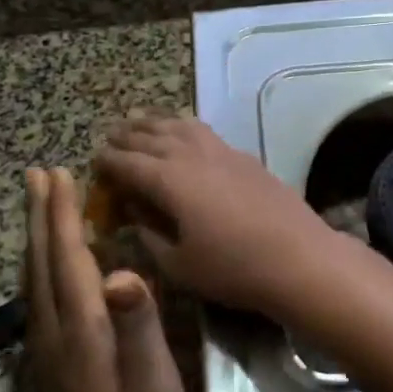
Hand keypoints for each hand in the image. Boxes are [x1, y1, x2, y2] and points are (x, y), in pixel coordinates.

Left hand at [23, 168, 193, 391]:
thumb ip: (139, 330)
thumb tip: (121, 272)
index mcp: (82, 336)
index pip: (68, 260)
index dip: (63, 215)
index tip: (58, 174)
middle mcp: (54, 340)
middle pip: (41, 265)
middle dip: (40, 217)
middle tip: (37, 175)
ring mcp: (47, 360)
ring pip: (34, 284)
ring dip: (36, 239)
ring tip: (38, 208)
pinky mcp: (50, 375)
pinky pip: (38, 303)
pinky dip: (40, 270)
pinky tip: (48, 270)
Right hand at [95, 117, 342, 319]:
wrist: (298, 257)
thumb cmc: (233, 268)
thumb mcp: (179, 264)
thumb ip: (149, 234)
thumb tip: (133, 211)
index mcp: (170, 181)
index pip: (129, 163)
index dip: (108, 162)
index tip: (94, 161)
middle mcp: (193, 156)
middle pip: (152, 136)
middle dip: (128, 136)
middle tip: (111, 137)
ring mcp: (222, 151)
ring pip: (181, 125)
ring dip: (156, 123)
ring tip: (141, 123)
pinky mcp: (244, 156)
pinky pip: (204, 131)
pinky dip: (184, 126)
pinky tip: (184, 133)